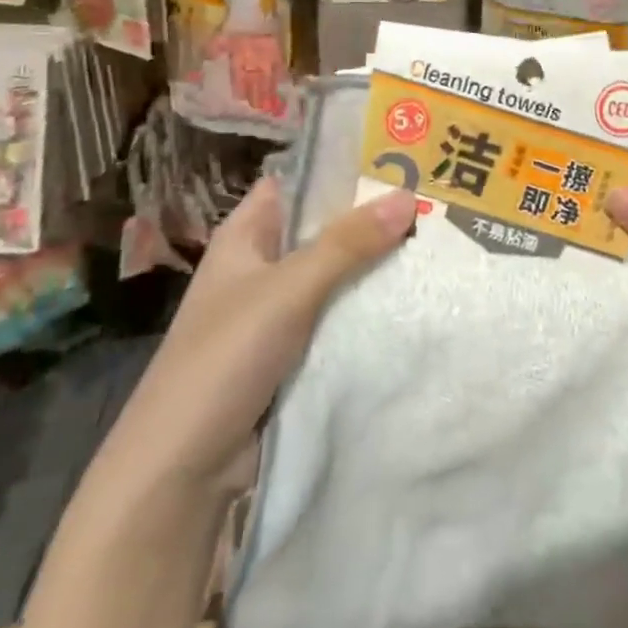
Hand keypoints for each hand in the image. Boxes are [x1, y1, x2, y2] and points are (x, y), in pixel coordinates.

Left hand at [118, 176, 416, 481]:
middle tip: (439, 200)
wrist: (183, 470)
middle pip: (326, 229)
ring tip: (443, 240)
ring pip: (338, 275)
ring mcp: (280, 312)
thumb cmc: (224, 359)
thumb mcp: (287, 290)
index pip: (299, 183)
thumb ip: (346, 243)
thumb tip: (409, 196)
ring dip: (378, 265)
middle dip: (374, 217)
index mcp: (247, 236)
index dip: (344, 167)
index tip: (403, 157)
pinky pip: (341, 317)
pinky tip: (418, 298)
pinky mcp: (296, 353)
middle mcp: (263, 266)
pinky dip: (371, 307)